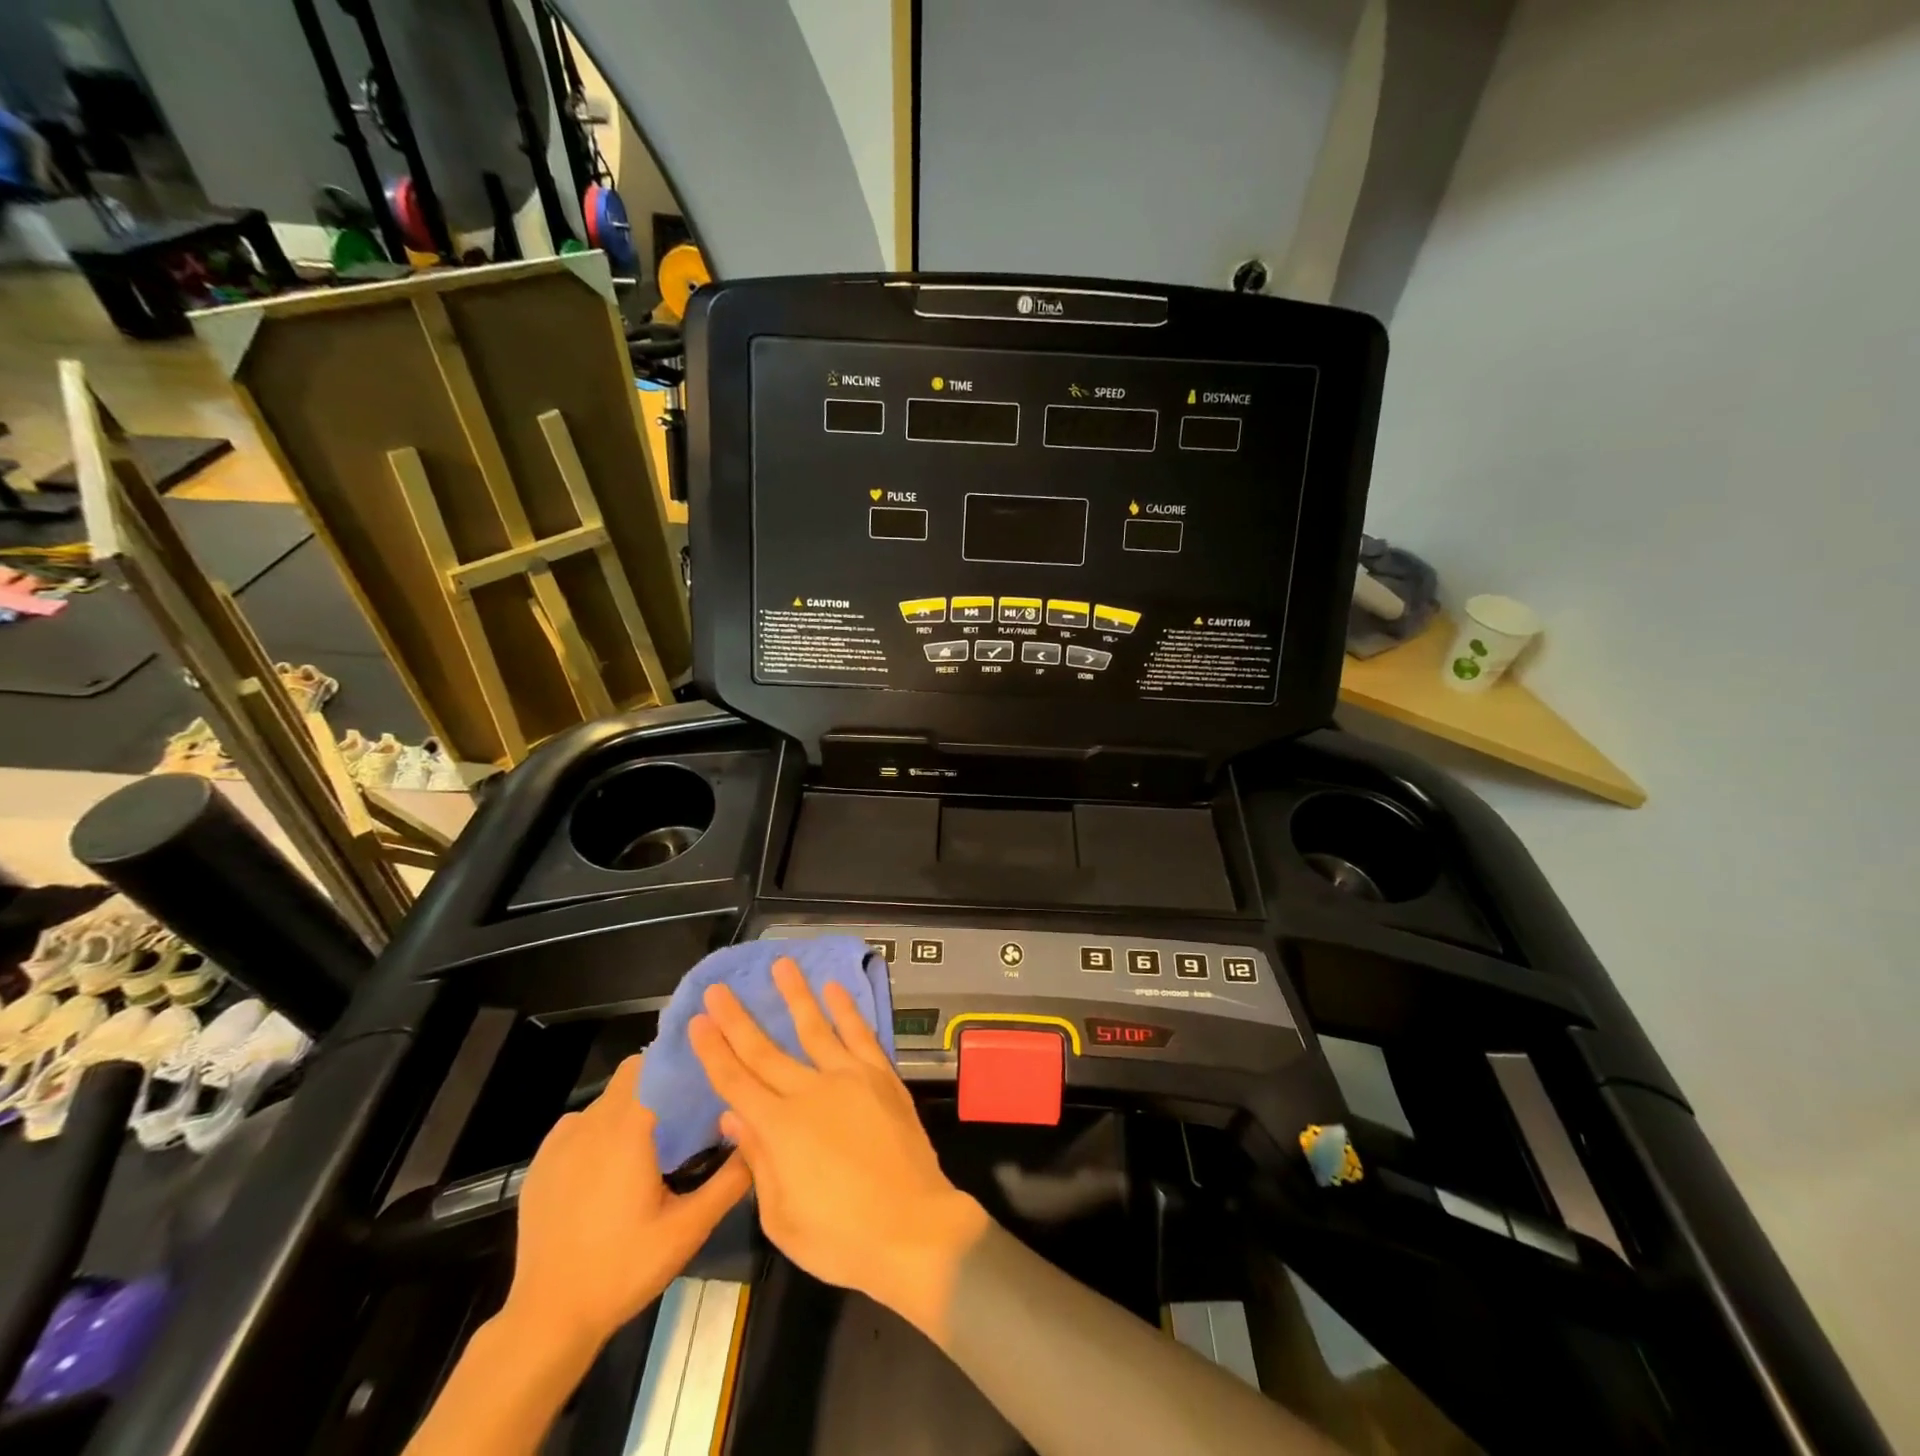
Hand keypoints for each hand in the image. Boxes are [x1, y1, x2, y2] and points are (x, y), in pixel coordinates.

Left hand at [502, 1053, 750, 1353]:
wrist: (548, 1319)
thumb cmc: (623, 1269)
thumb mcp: (688, 1229)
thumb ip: (729, 1180)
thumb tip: (757, 1138)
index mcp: (628, 1130)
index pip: (655, 1065)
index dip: (681, 1060)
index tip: (707, 1067)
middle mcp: (592, 1124)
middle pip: (632, 1074)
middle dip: (660, 1081)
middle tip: (687, 1108)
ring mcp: (560, 1143)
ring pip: (605, 1099)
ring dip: (630, 1106)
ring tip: (653, 1139)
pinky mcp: (541, 1164)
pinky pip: (578, 1125)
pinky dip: (599, 1130)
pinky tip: (611, 1166)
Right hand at [688, 959, 987, 1341]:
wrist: (912, 1228)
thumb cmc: (840, 1237)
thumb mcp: (781, 1216)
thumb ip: (758, 1159)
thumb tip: (734, 1114)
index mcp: (780, 1128)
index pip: (736, 1082)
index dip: (714, 1051)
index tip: (699, 1021)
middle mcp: (810, 1092)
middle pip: (766, 1050)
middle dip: (738, 1019)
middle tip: (720, 988)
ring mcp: (849, 1078)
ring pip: (815, 1027)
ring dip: (796, 995)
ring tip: (781, 964)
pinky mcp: (881, 1077)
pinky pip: (860, 1035)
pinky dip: (847, 1010)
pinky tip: (835, 989)